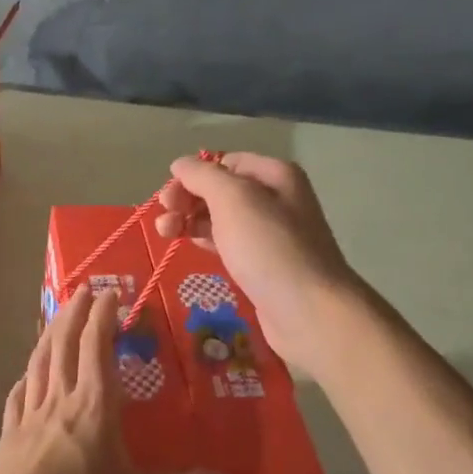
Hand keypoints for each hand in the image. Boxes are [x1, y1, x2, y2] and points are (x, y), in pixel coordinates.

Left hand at [0, 286, 236, 473]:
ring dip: (49, 334)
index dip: (102, 316)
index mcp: (93, 405)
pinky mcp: (10, 434)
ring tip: (56, 316)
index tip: (109, 292)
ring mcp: (30, 414)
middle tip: (83, 290)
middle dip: (74, 313)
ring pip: (39, 362)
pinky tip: (25, 377)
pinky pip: (18, 396)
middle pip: (64, 344)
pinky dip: (25, 379)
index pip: (96, 346)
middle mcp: (60, 399)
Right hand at [155, 152, 359, 367]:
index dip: (194, 175)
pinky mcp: (261, 264)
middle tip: (164, 217)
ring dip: (189, 220)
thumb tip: (180, 164)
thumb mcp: (233, 199)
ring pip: (220, 218)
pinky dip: (204, 241)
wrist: (308, 311)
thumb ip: (202, 176)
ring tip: (165, 233)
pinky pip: (227, 243)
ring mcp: (269, 234)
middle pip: (220, 190)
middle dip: (187, 199)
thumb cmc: (269, 247)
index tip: (170, 196)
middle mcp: (275, 199)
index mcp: (274, 175)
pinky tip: (187, 246)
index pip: (225, 162)